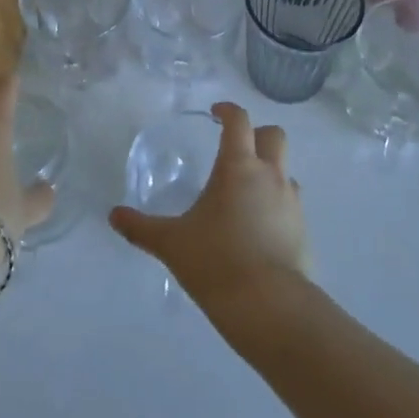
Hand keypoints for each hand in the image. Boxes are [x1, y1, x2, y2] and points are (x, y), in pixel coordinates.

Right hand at [109, 101, 308, 312]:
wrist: (270, 307)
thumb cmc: (216, 261)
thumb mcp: (171, 243)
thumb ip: (141, 228)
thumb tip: (114, 216)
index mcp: (238, 167)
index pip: (239, 121)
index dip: (228, 110)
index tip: (214, 114)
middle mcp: (270, 175)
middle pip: (274, 135)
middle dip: (257, 134)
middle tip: (235, 149)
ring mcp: (292, 203)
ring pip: (286, 170)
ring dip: (269, 171)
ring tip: (244, 194)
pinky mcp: (304, 231)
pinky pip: (291, 204)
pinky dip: (276, 204)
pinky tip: (257, 228)